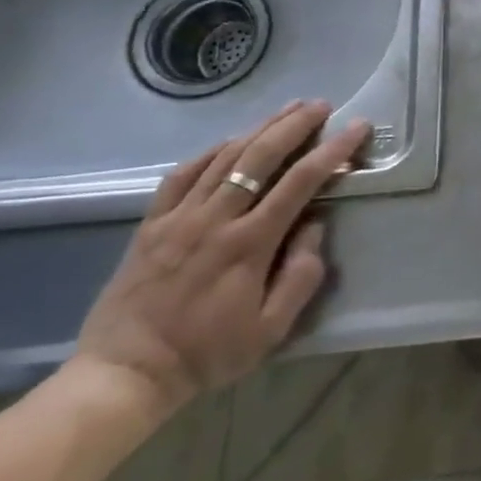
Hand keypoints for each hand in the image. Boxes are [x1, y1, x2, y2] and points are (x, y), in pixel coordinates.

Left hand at [74, 101, 368, 420]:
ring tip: (288, 109)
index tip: (357, 127)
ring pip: (224, 157)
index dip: (334, 149)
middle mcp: (215, 220)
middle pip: (261, 156)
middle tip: (322, 105)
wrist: (123, 375)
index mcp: (249, 244)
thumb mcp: (271, 329)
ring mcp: (178, 218)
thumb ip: (301, 275)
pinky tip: (232, 141)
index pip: (301, 181)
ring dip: (261, 128)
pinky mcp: (151, 224)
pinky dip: (212, 151)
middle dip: (296, 125)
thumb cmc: (207, 354)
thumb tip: (315, 225)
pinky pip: (183, 174)